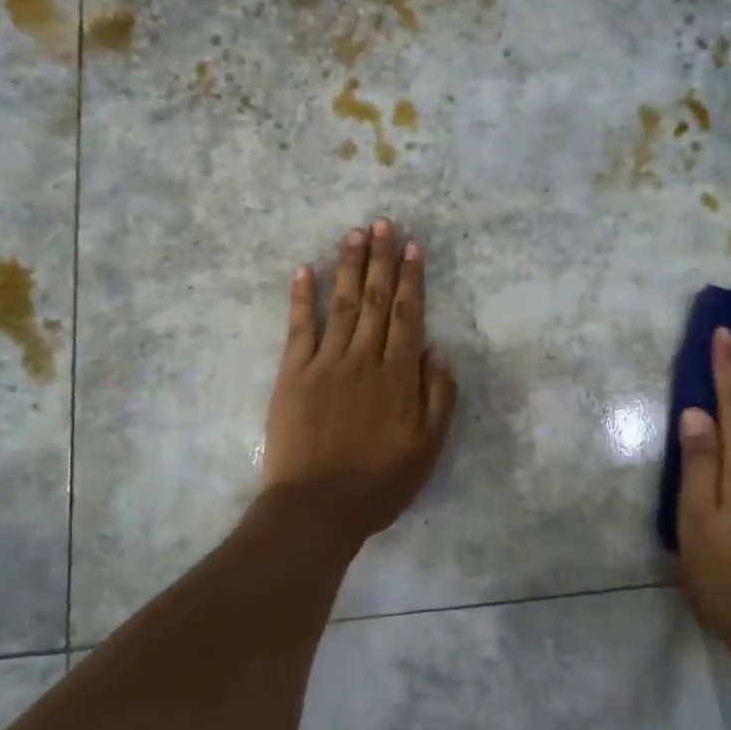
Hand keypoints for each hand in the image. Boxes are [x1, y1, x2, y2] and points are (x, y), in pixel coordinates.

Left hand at [261, 219, 457, 544]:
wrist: (317, 507)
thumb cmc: (379, 482)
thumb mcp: (427, 447)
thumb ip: (438, 396)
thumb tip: (436, 351)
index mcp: (398, 376)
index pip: (408, 315)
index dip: (411, 279)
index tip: (412, 247)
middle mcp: (363, 358)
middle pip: (376, 300)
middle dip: (381, 259)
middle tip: (383, 222)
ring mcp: (325, 362)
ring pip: (342, 304)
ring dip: (349, 266)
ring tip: (355, 233)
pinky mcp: (293, 373)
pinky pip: (299, 327)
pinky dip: (302, 297)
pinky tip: (305, 270)